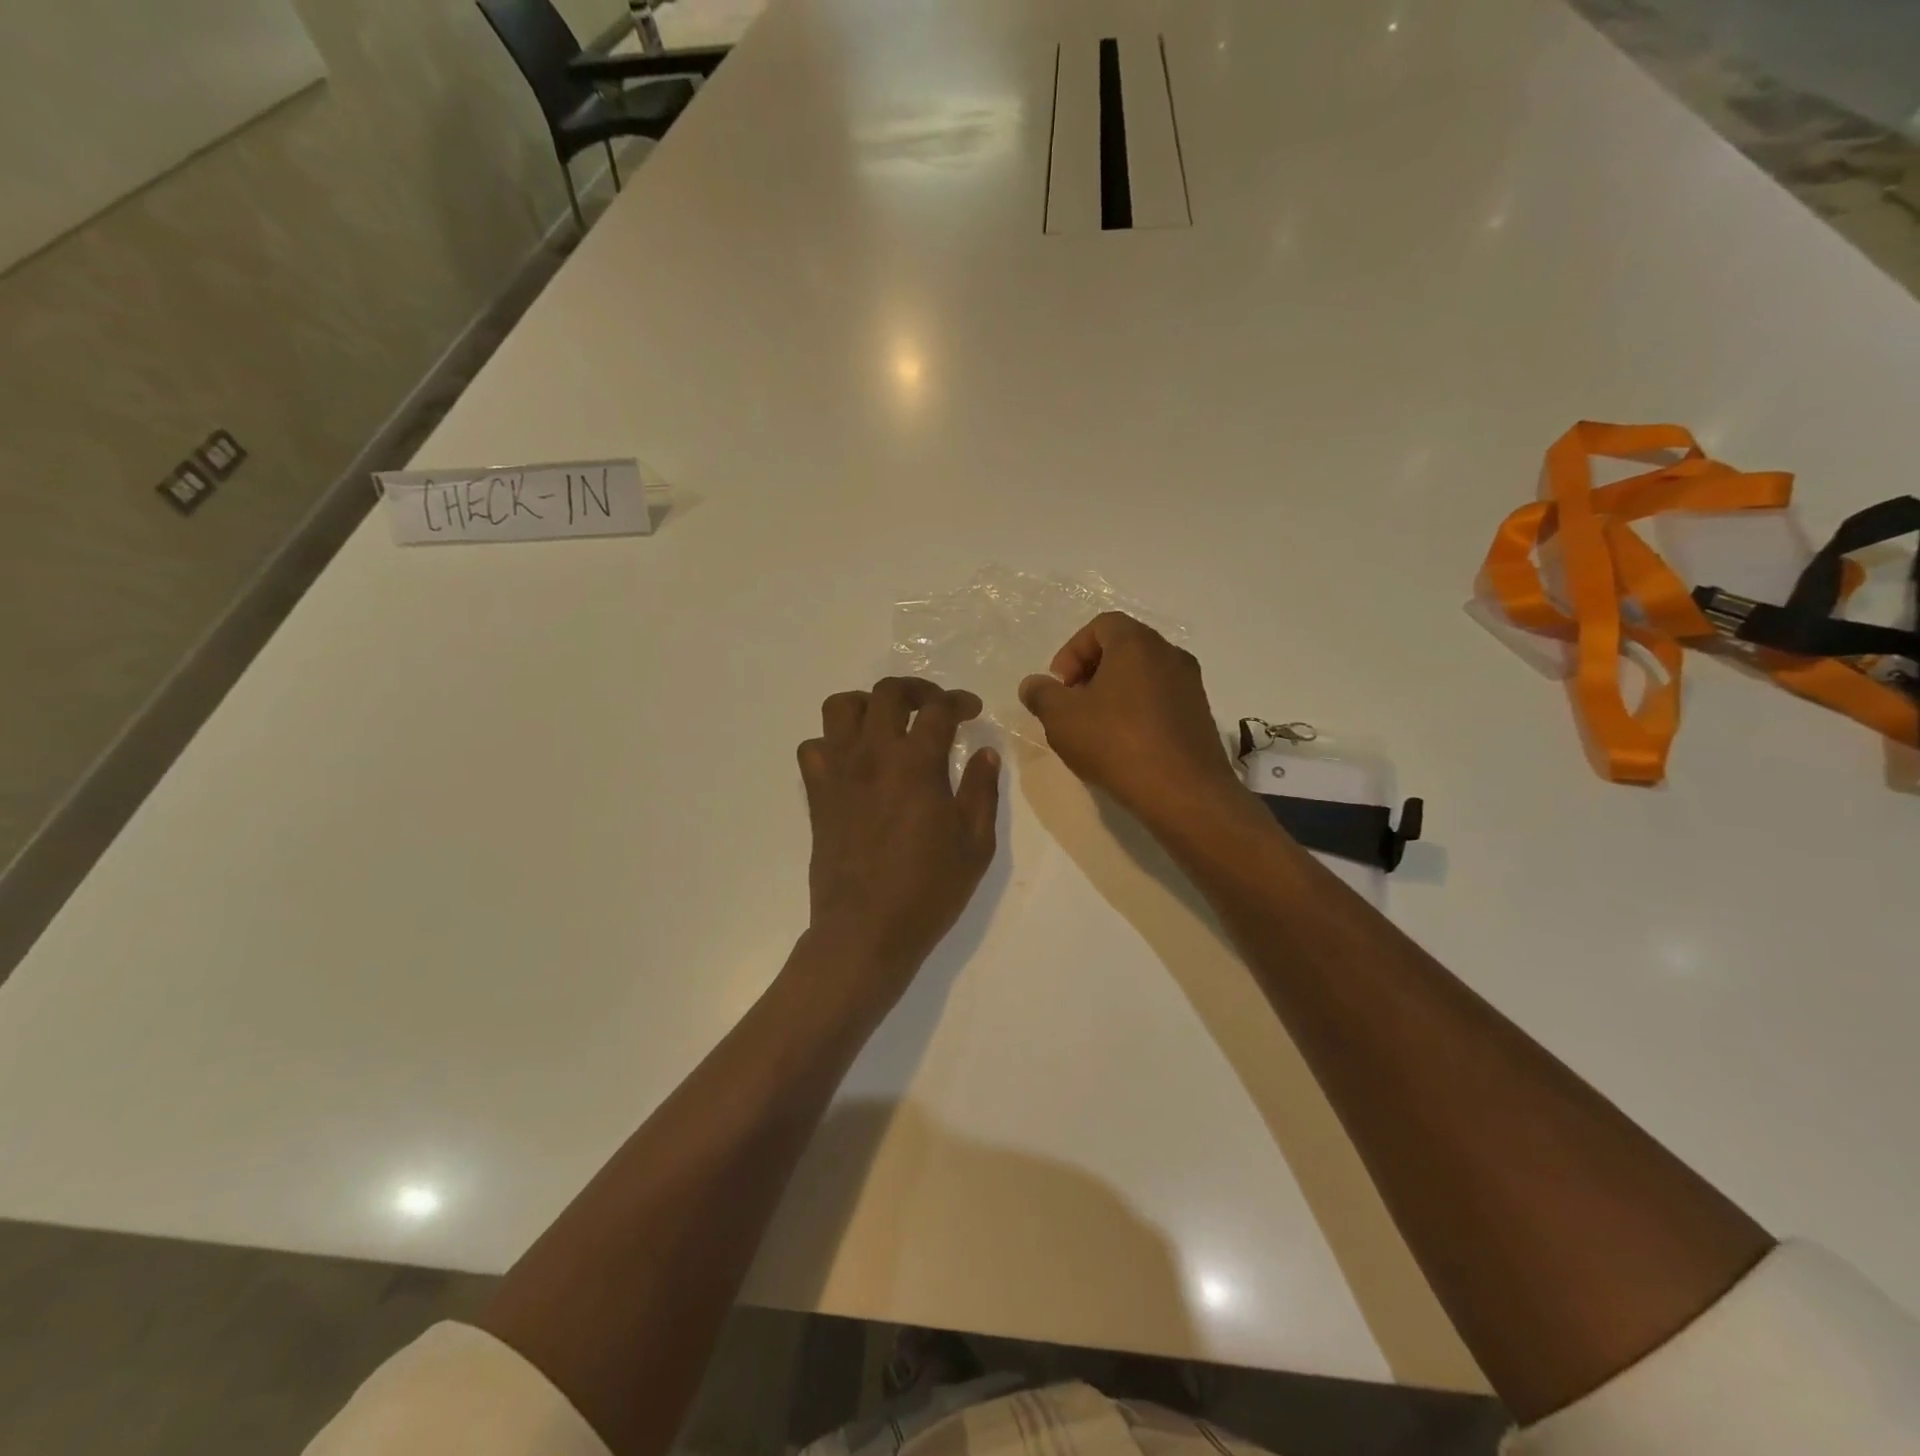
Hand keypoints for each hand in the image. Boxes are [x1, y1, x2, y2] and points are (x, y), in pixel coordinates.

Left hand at [797, 678, 1000, 1003]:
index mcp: (917, 764)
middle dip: (916, 689)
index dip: (959, 701)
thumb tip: (986, 752)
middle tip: (934, 706)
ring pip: (840, 707)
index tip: (971, 710)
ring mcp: (839, 772)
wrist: (865, 930)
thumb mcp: (975, 844)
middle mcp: (873, 755)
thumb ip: (982, 791)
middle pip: (887, 693)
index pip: (938, 709)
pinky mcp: (817, 794)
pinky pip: (813, 748)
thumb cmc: (928, 891)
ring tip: (887, 723)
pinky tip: (853, 761)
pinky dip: (833, 742)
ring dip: (867, 704)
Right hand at [1018, 613, 1242, 828]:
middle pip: (1123, 649)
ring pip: (1143, 676)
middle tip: (1072, 705)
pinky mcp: (1200, 716)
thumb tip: (1032, 684)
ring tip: (1094, 729)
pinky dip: (1137, 712)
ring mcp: (1191, 686)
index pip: (1101, 625)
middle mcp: (1170, 655)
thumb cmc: (1116, 743)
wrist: (1183, 792)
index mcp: (1137, 644)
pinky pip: (1160, 701)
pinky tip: (1122, 745)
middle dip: (1091, 672)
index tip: (1060, 685)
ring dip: (1114, 694)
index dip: (1072, 651)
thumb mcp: (1061, 718)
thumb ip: (1041, 694)